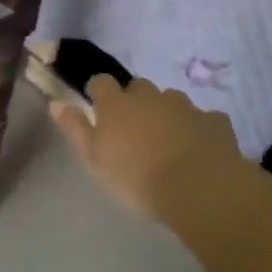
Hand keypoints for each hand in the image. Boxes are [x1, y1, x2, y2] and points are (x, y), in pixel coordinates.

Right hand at [51, 76, 256, 225]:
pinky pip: (204, 118)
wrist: (200, 189)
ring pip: (171, 100)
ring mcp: (185, 106)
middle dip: (135, 100)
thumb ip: (75, 129)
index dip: (99, 92)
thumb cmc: (136, 177)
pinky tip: (200, 147)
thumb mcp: (94, 159)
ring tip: (168, 139)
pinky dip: (198, 128)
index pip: (101, 82)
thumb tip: (56, 103)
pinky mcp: (215, 121)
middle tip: (135, 128)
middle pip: (138, 87)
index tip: (98, 107)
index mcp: (116, 104)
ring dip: (167, 112)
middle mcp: (149, 97)